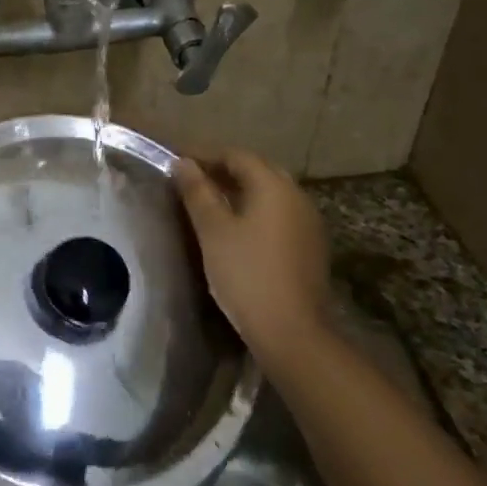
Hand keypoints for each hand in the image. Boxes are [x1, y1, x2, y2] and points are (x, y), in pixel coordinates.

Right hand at [174, 149, 334, 377]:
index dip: (205, 155)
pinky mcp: (310, 245)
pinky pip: (278, 214)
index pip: (237, 155)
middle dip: (223, 170)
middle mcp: (296, 196)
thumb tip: (183, 163)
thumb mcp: (213, 231)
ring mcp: (308, 221)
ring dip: (239, 191)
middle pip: (257, 170)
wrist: (292, 330)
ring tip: (208, 203)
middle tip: (191, 181)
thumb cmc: (246, 274)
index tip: (177, 163)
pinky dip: (254, 211)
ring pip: (269, 193)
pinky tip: (236, 228)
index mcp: (274, 186)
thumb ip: (197, 192)